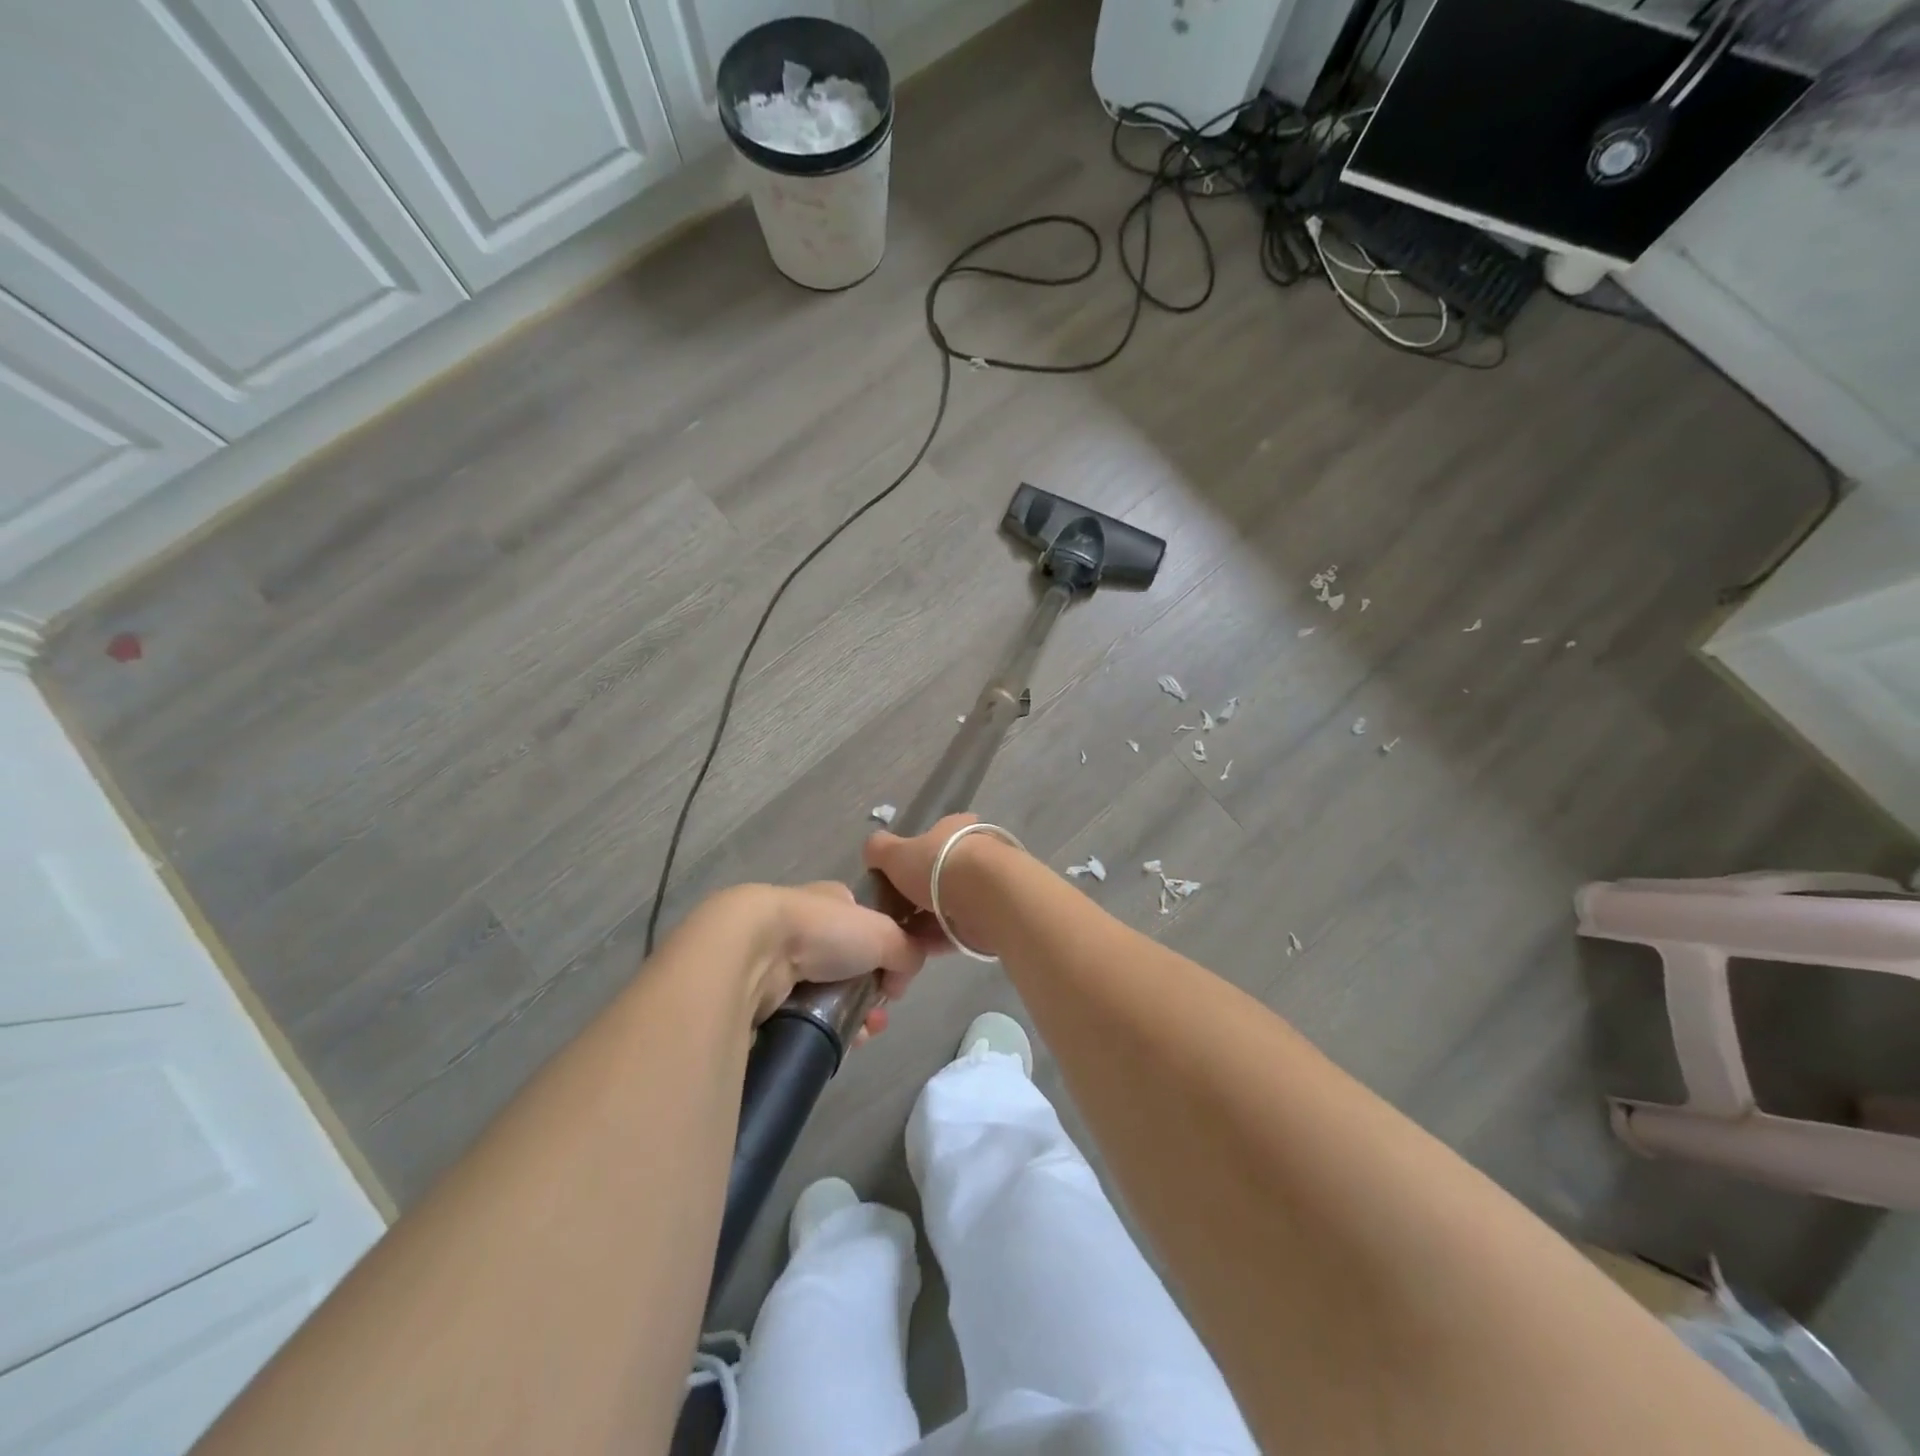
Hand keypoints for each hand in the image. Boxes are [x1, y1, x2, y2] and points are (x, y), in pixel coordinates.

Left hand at [738, 882, 928, 1039]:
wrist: (754, 953)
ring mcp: (781, 959)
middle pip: (850, 965)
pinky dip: (825, 1029)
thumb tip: (903, 978)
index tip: (896, 980)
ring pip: (828, 994)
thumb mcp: (885, 933)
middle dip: (872, 993)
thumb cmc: (823, 931)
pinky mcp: (761, 992)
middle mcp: (806, 926)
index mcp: (832, 901)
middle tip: (880, 1015)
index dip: (888, 953)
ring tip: (863, 1034)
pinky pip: (803, 1016)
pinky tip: (840, 1042)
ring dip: (852, 1015)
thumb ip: (909, 950)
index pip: (868, 926)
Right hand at [864, 813, 1004, 956]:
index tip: (890, 882)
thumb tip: (872, 851)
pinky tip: (916, 951)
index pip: (929, 841)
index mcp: (954, 829)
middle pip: (937, 876)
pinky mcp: (993, 915)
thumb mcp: (895, 853)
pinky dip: (937, 939)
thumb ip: (879, 850)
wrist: (986, 896)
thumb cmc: (938, 865)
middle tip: (892, 915)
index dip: (907, 861)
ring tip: (898, 938)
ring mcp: (986, 885)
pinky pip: (958, 928)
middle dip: (914, 897)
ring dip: (924, 922)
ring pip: (947, 905)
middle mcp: (974, 852)